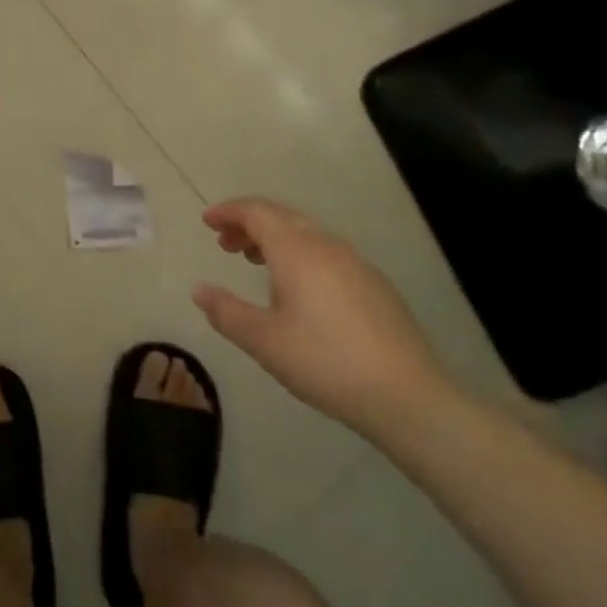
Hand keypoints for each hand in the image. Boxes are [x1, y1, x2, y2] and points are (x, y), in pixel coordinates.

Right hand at [193, 196, 455, 437]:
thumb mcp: (263, 340)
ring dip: (275, 239)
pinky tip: (297, 288)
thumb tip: (199, 290)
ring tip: (254, 261)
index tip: (207, 222)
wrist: (406, 395)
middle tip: (224, 243)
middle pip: (282, 217)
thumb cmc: (324, 362)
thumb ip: (226, 311)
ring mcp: (356, 263)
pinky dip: (300, 254)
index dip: (229, 211)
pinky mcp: (374, 284)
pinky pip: (326, 252)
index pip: (257, 212)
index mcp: (296, 251)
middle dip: (249, 223)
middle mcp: (327, 245)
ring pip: (306, 234)